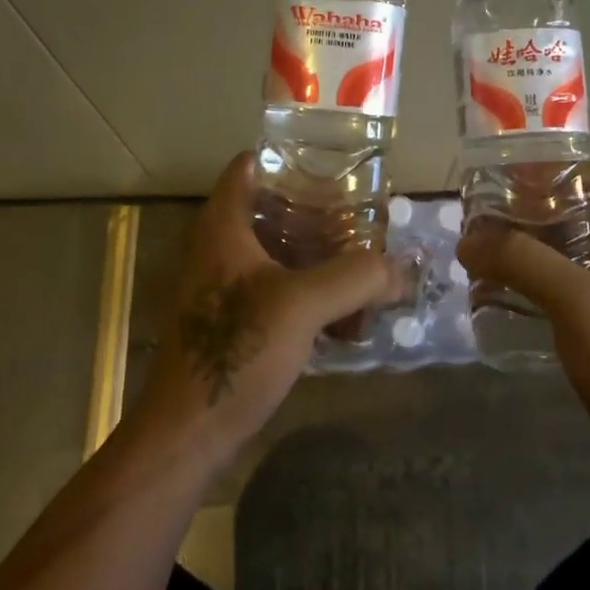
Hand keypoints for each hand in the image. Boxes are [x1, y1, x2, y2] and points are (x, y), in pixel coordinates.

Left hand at [133, 153, 400, 475]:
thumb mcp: (303, 305)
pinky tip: (341, 311)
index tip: (336, 166)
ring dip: (315, 254)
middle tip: (363, 217)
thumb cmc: (236, 351)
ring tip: (361, 261)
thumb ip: (357, 278)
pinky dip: (305, 289)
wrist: (188, 432)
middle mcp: (217, 246)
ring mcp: (220, 285)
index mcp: (223, 225)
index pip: (251, 165)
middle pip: (270, 208)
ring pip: (274, 251)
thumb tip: (401, 268)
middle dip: (318, 211)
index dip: (291, 158)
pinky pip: (273, 287)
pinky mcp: (229, 320)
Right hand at [456, 163, 589, 479]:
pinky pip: (563, 288)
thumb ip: (521, 261)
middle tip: (485, 218)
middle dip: (532, 209)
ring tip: (484, 253)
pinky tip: (502, 295)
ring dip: (528, 247)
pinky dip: (533, 282)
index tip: (513, 179)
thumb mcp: (574, 298)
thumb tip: (468, 241)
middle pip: (579, 212)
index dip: (560, 168)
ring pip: (568, 251)